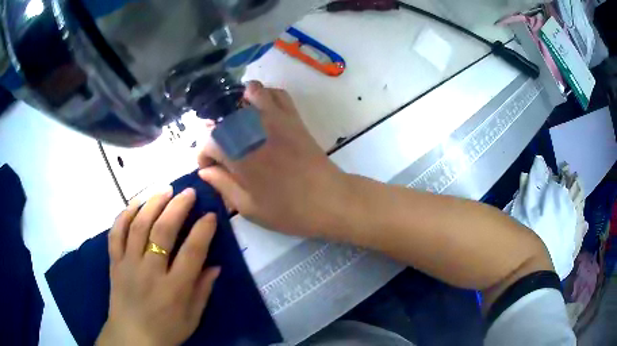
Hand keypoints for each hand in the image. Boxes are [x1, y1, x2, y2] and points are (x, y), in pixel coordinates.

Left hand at [97, 188, 219, 345]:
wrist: (131, 337)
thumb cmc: (166, 330)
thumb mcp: (192, 318)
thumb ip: (203, 291)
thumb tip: (215, 265)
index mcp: (174, 289)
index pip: (192, 253)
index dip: (203, 231)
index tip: (211, 215)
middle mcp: (150, 272)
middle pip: (162, 232)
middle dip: (177, 207)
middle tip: (188, 192)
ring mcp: (128, 265)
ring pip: (138, 226)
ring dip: (152, 204)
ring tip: (164, 190)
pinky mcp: (114, 262)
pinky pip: (116, 233)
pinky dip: (124, 215)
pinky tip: (134, 204)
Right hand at [198, 81, 347, 238]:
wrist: (330, 200)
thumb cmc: (289, 210)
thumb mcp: (249, 207)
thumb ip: (223, 185)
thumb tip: (205, 171)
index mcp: (240, 155)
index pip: (208, 141)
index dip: (203, 155)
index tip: (210, 169)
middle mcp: (254, 130)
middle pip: (225, 113)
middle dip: (216, 129)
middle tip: (222, 149)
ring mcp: (276, 119)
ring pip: (252, 92)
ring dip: (239, 103)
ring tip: (238, 123)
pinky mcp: (293, 118)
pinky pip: (278, 94)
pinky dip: (266, 95)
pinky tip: (261, 111)